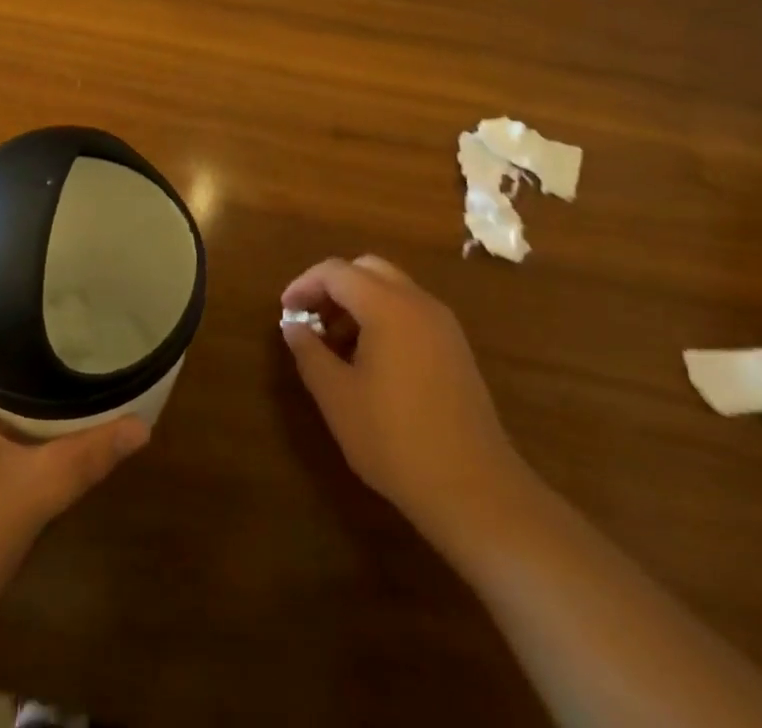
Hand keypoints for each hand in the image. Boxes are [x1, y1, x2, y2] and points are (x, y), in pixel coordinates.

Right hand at [280, 255, 525, 551]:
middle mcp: (418, 303)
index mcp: (388, 306)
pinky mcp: (456, 350)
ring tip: (335, 346)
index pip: (336, 272)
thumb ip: (309, 352)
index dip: (304, 285)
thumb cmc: (395, 440)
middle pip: (367, 270)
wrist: (475, 491)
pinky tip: (370, 363)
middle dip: (333, 287)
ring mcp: (443, 325)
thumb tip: (293, 326)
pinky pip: (411, 313)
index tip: (286, 311)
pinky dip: (383, 319)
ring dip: (358, 304)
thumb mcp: (337, 397)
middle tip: (311, 320)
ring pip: (391, 290)